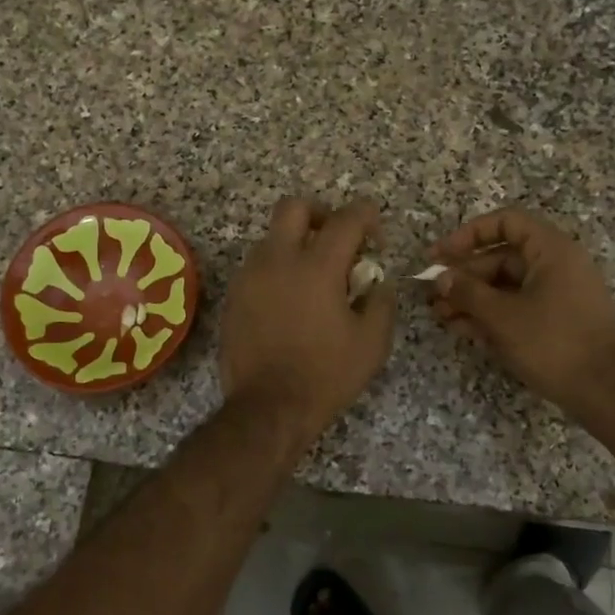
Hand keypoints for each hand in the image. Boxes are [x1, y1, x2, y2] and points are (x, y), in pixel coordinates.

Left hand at [220, 198, 396, 442]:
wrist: (267, 407)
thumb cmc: (326, 375)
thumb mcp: (371, 343)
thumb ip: (380, 302)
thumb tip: (377, 282)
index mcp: (317, 266)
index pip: (346, 218)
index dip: (366, 216)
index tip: (375, 233)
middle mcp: (278, 260)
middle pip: (294, 207)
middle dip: (320, 213)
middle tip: (336, 238)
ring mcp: (250, 276)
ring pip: (272, 237)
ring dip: (295, 244)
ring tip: (313, 277)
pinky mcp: (234, 296)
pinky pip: (257, 266)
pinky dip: (277, 270)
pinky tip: (289, 301)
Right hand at [427, 208, 614, 411]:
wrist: (606, 392)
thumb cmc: (553, 343)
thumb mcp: (503, 316)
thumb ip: (467, 292)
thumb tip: (440, 278)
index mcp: (551, 251)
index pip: (506, 222)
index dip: (469, 234)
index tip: (440, 255)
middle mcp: (557, 266)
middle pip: (501, 258)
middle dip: (464, 275)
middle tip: (433, 294)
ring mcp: (558, 295)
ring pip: (506, 286)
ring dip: (472, 298)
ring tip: (441, 315)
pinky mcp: (556, 322)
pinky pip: (517, 307)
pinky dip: (491, 315)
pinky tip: (462, 329)